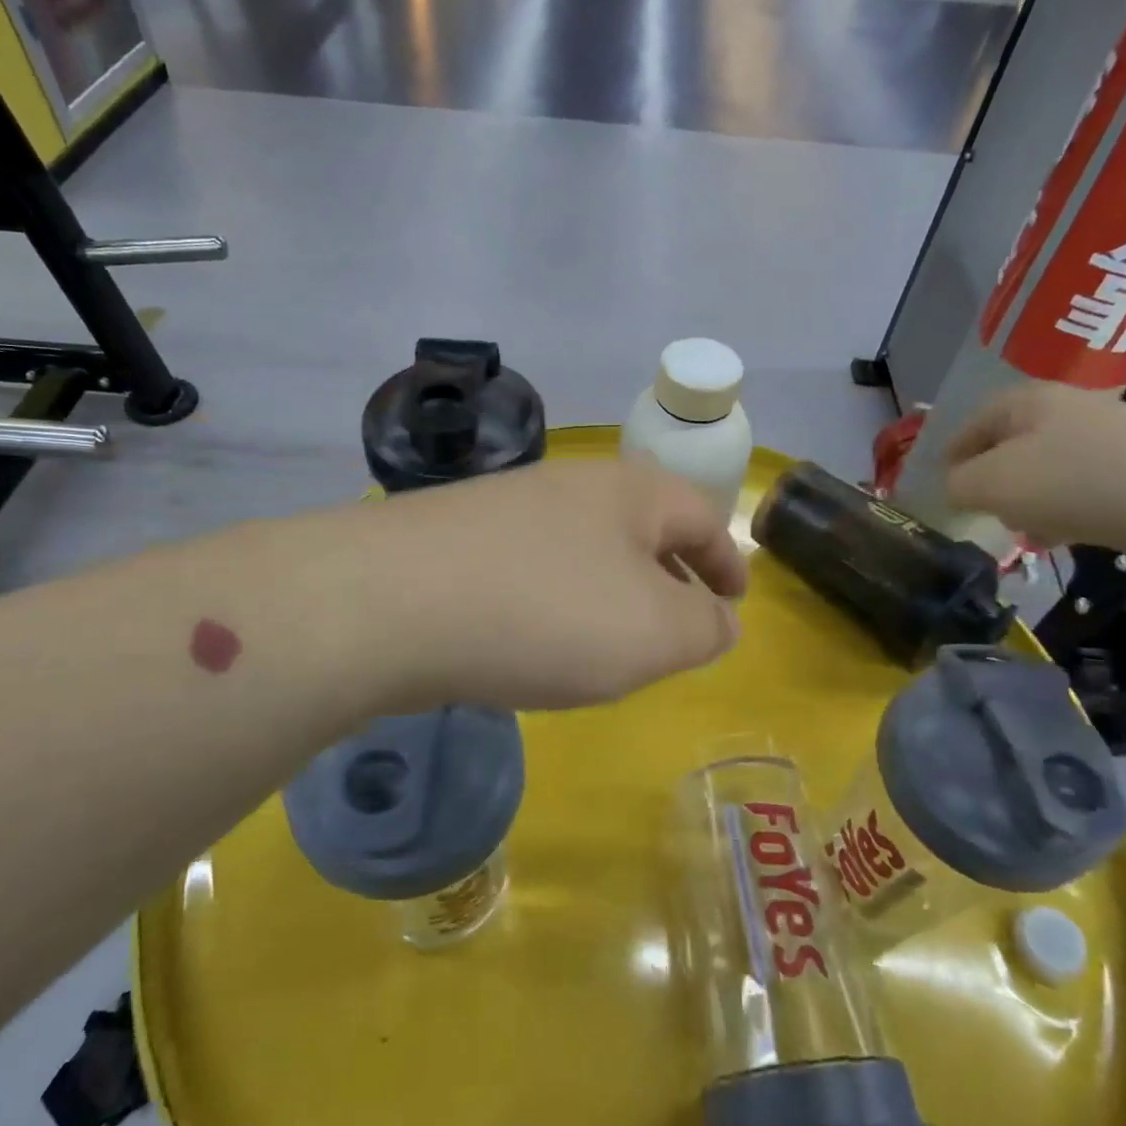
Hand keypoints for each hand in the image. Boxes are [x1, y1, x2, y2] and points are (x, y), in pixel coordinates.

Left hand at [368, 458, 747, 710]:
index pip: (700, 516)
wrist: (389, 602)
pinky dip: (555, 600)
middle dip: (667, 573)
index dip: (726, 561)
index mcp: (629, 491)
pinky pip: (530, 568)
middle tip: (679, 623)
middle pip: (638, 524)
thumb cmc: (547, 612)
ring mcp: (505, 508)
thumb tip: (718, 620)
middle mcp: (568, 485)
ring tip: (610, 640)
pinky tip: (534, 638)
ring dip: (609, 588)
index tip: (735, 600)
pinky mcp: (455, 539)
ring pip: (582, 546)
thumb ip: (703, 627)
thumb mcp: (654, 632)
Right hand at [943, 382, 1125, 548]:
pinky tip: (1068, 534)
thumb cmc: (1067, 480)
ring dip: (1031, 498)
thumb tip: (957, 488)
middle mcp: (1068, 407)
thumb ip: (956, 485)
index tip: (942, 482)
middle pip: (1013, 444)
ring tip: (1026, 529)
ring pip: (1050, 468)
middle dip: (994, 478)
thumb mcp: (987, 484)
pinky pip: (1086, 487)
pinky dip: (1069, 508)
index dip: (952, 452)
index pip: (973, 421)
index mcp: (1026, 400)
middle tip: (983, 509)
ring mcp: (1111, 435)